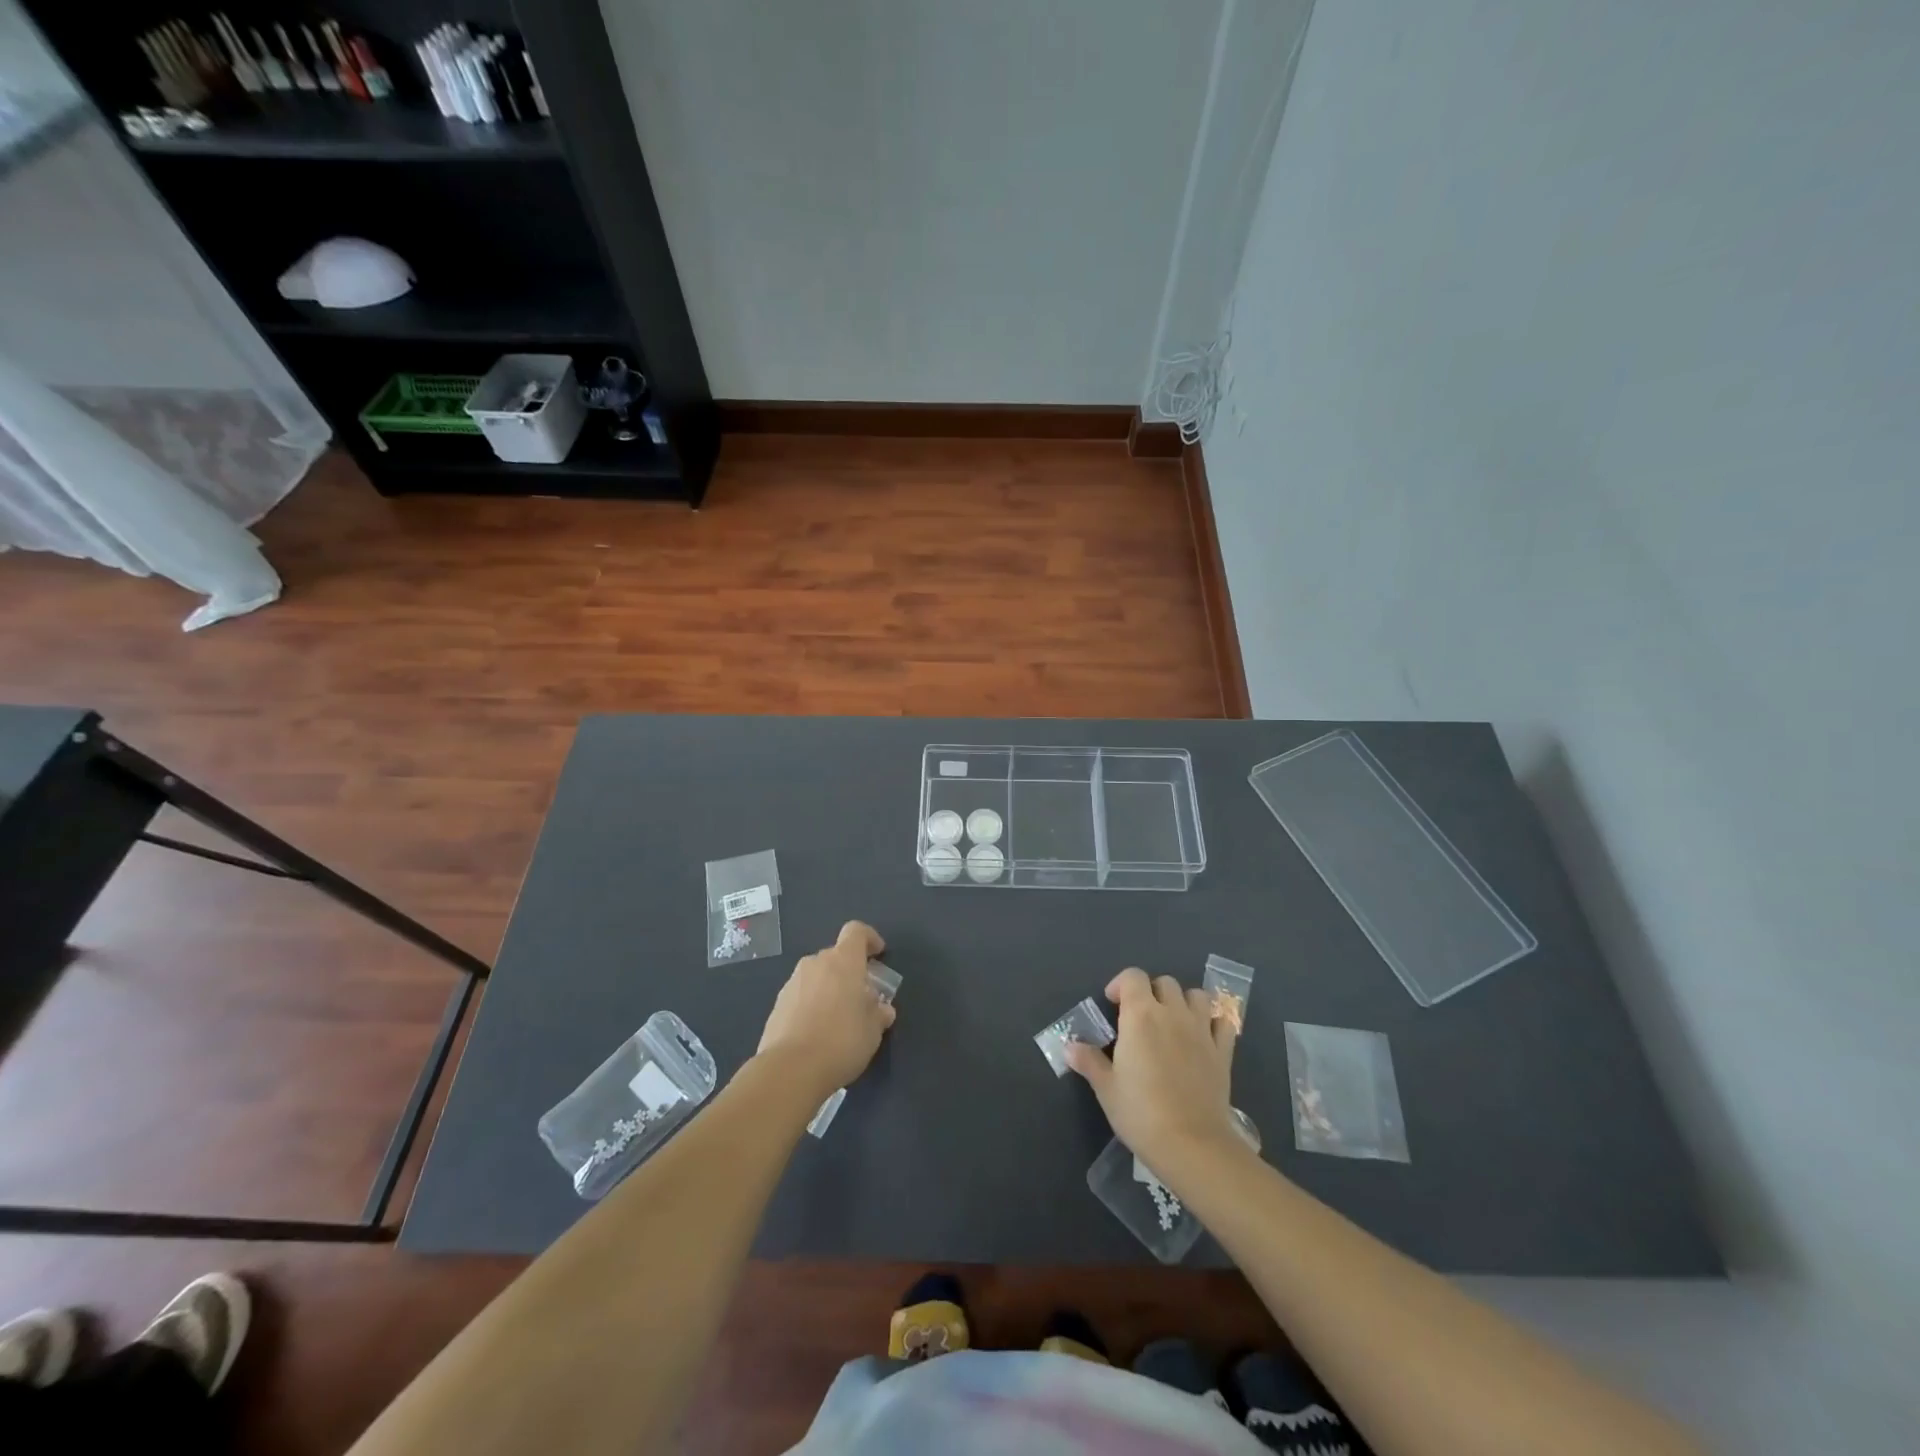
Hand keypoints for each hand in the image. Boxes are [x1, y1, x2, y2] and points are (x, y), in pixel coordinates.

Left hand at [756, 921, 895, 1101]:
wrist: (790, 1070)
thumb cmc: (841, 1041)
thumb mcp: (873, 1031)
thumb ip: (879, 1014)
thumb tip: (882, 1008)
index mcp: (843, 961)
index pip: (856, 931)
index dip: (869, 938)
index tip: (879, 954)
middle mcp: (816, 964)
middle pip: (836, 955)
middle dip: (849, 971)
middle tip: (861, 997)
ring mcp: (793, 983)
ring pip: (817, 976)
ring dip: (829, 988)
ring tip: (838, 1018)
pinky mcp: (777, 1005)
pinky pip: (801, 995)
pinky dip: (811, 1004)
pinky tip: (817, 1032)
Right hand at [1065, 967, 1244, 1181]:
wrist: (1192, 1144)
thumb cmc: (1141, 1113)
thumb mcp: (1106, 1088)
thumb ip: (1089, 1061)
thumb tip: (1069, 1047)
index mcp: (1140, 1015)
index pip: (1133, 977)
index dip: (1121, 984)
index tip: (1113, 1004)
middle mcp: (1173, 1013)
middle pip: (1164, 982)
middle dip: (1151, 992)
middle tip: (1140, 1017)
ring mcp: (1202, 1030)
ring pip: (1196, 995)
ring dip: (1183, 1001)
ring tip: (1173, 1022)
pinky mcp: (1223, 1051)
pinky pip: (1223, 1022)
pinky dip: (1213, 1022)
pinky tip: (1204, 1036)